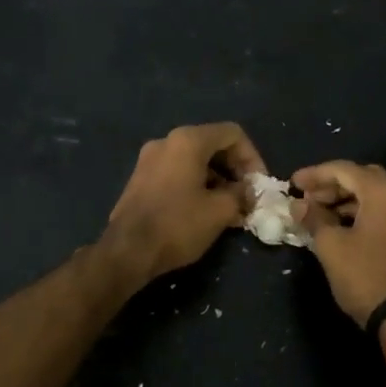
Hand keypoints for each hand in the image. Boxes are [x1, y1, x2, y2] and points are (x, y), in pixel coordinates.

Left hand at [100, 123, 265, 286]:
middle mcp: (167, 141)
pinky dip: (197, 185)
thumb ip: (242, 194)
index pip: (232, 134)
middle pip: (213, 144)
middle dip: (235, 170)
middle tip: (247, 197)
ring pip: (195, 160)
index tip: (259, 185)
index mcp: (188, 140)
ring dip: (218, 180)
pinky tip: (206, 211)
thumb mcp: (220, 211)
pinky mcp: (140, 178)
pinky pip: (178, 172)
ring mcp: (150, 159)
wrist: (126, 251)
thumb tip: (249, 192)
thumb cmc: (177, 225)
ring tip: (230, 208)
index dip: (253, 157)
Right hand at [292, 161, 385, 345]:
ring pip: (377, 194)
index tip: (293, 183)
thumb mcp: (330, 246)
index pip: (344, 170)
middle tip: (308, 197)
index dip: (315, 174)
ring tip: (321, 213)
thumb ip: (313, 218)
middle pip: (364, 177)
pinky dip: (365, 211)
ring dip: (348, 199)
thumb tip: (299, 205)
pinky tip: (344, 226)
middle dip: (333, 184)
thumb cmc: (364, 277)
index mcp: (384, 193)